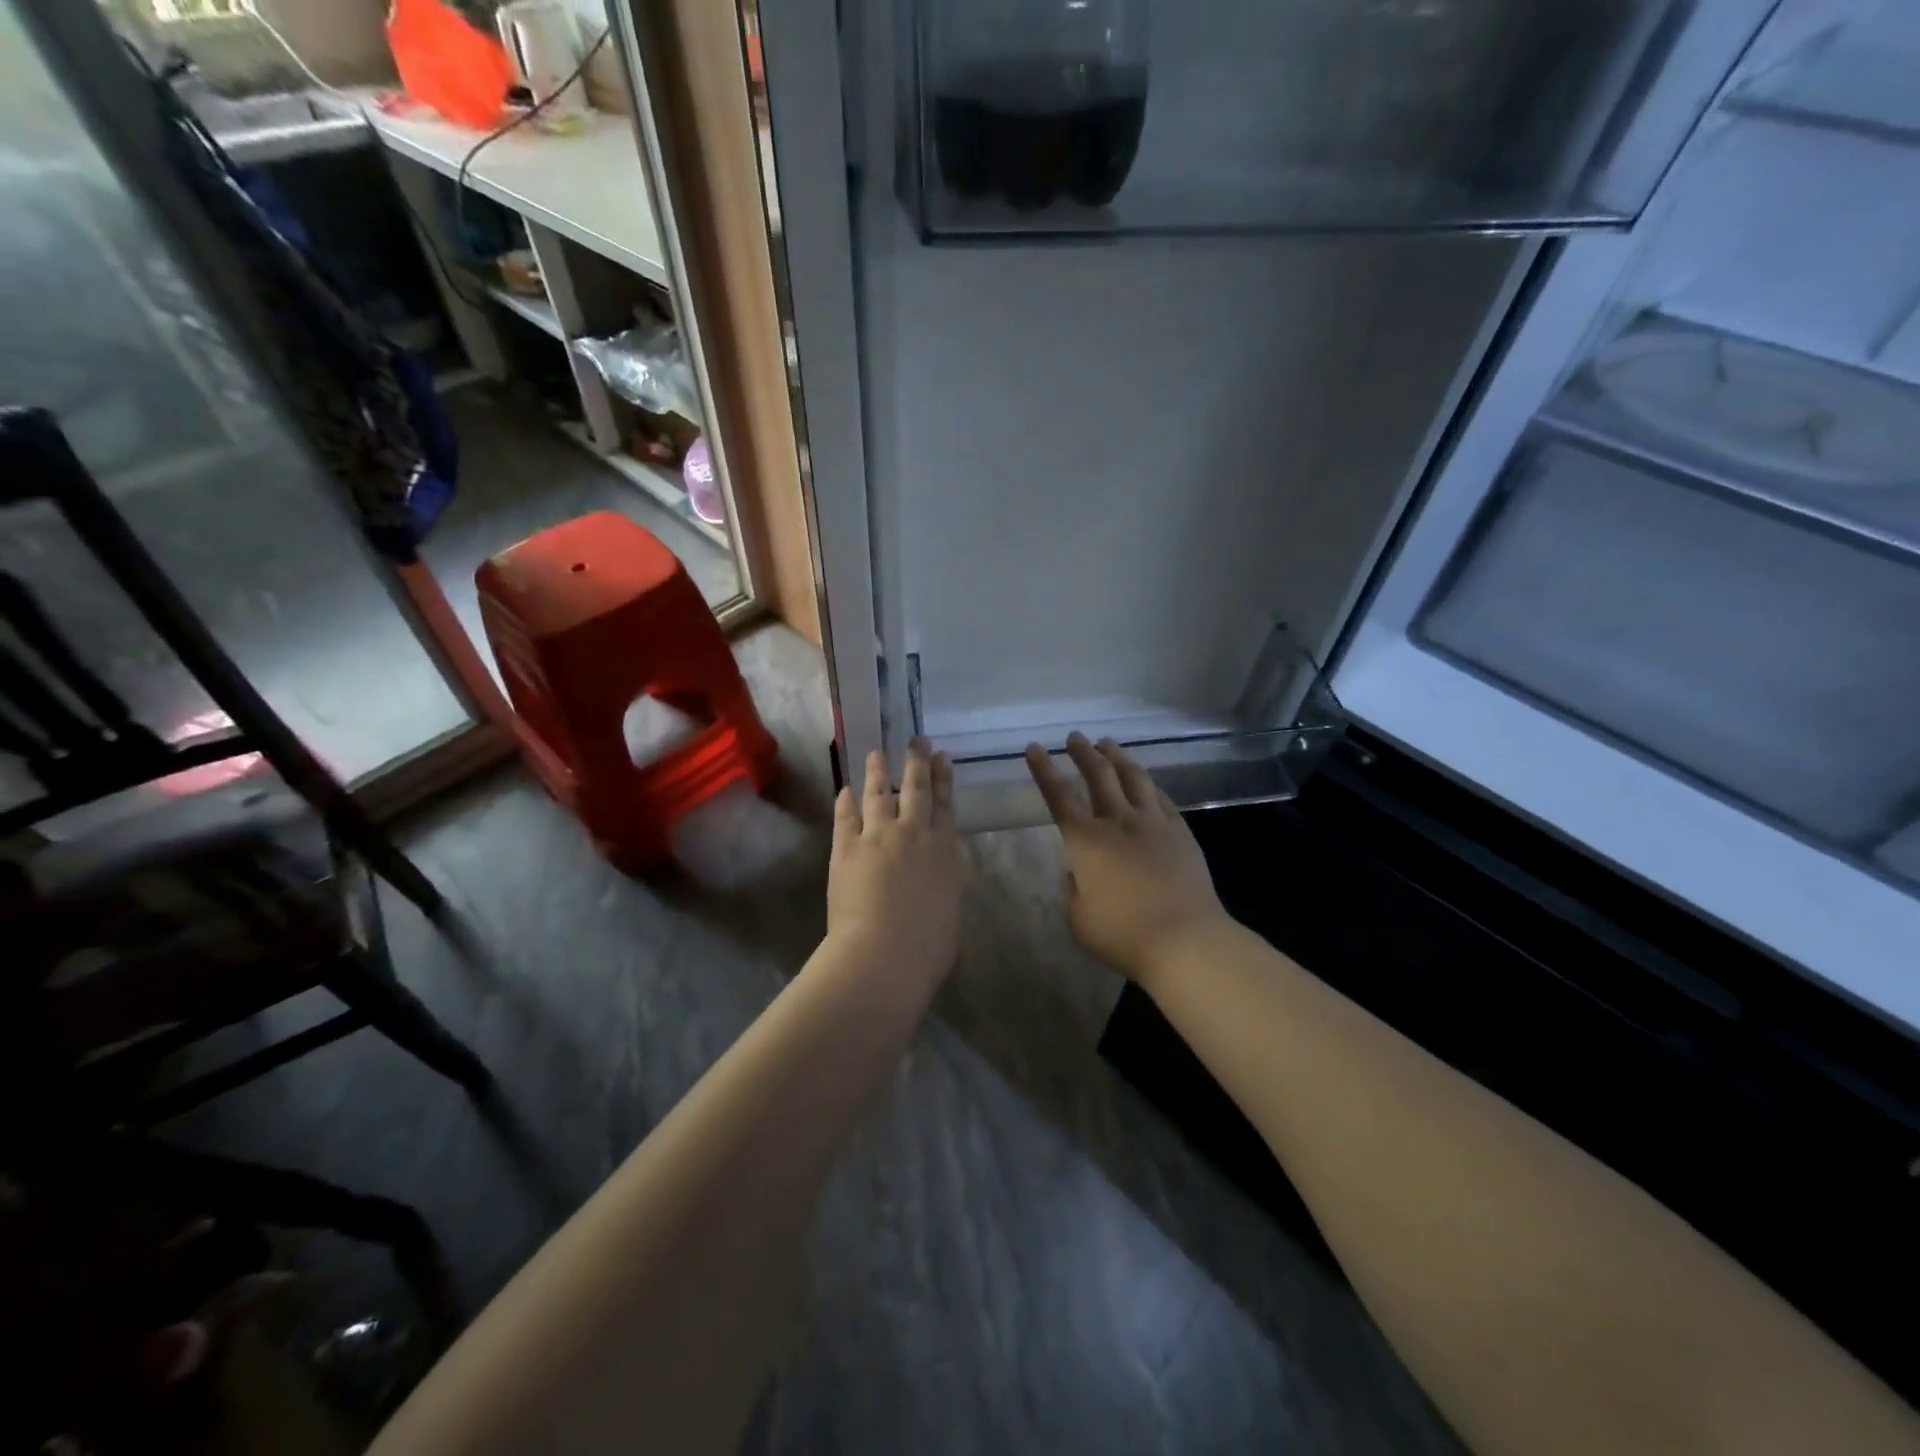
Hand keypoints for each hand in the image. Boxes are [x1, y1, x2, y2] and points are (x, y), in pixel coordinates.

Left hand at [827, 738, 964, 988]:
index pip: (946, 806)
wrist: (883, 954)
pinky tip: (844, 790)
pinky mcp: (845, 848)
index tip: (942, 758)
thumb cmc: (928, 946)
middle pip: (916, 789)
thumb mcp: (952, 910)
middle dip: (917, 762)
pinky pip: (845, 817)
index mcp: (944, 851)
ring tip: (877, 753)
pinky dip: (845, 801)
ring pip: (878, 794)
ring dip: (878, 772)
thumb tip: (938, 872)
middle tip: (917, 741)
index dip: (944, 780)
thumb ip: (946, 883)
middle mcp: (913, 834)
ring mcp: (877, 837)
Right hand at [1025, 733, 1228, 987]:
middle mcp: (1118, 821)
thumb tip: (1080, 872)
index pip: (1058, 796)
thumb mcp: (1079, 919)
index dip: (1044, 770)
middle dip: (1083, 752)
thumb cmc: (1123, 935)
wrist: (1186, 939)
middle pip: (1098, 775)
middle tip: (1075, 737)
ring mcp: (1153, 823)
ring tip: (1108, 744)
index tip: (1034, 748)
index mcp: (1085, 841)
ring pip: (1133, 777)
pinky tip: (1144, 779)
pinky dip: (1147, 782)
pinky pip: (1160, 796)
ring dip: (1117, 757)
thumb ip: (1074, 889)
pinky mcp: (1180, 832)